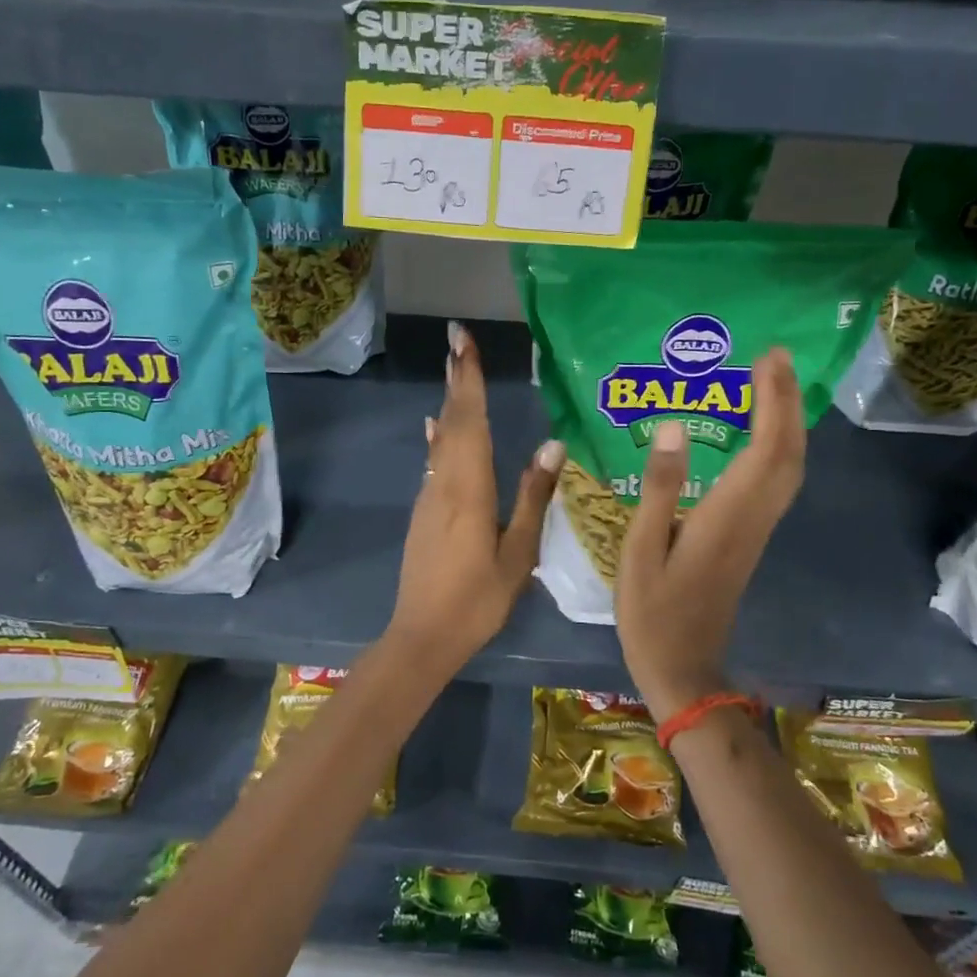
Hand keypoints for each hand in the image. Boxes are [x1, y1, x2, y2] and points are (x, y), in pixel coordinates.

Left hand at [386, 321, 564, 674]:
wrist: (422, 635)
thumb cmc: (478, 599)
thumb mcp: (517, 553)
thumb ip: (533, 497)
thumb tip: (553, 443)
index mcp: (470, 489)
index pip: (470, 422)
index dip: (468, 380)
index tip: (463, 342)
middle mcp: (444, 483)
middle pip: (452, 422)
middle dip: (457, 380)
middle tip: (459, 342)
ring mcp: (429, 497)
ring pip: (441, 441)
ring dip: (450, 404)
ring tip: (456, 372)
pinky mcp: (424, 512)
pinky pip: (435, 462)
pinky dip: (441, 437)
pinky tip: (439, 429)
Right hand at [616, 347, 805, 719]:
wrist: (684, 669)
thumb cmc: (653, 613)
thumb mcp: (641, 550)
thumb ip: (660, 488)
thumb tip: (674, 426)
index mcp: (726, 517)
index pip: (765, 449)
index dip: (773, 401)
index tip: (769, 359)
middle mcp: (752, 519)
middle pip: (789, 454)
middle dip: (789, 402)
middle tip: (777, 359)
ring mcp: (755, 531)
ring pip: (789, 469)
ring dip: (788, 424)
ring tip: (773, 385)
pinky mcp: (749, 540)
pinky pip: (777, 484)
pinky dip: (778, 449)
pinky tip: (761, 436)